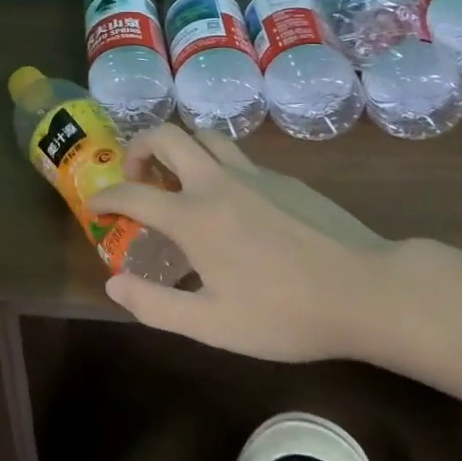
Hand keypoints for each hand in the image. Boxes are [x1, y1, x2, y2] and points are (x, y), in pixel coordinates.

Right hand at [91, 126, 393, 362]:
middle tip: (137, 178)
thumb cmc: (285, 314)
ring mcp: (252, 174)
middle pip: (165, 135)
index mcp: (192, 216)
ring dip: (179, 148)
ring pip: (203, 136)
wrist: (366, 292)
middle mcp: (215, 182)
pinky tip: (231, 201)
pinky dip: (215, 164)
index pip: (131, 194)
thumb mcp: (213, 325)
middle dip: (138, 147)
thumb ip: (155, 305)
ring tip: (179, 180)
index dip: (105, 197)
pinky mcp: (282, 177)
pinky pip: (236, 156)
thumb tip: (112, 283)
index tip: (95, 207)